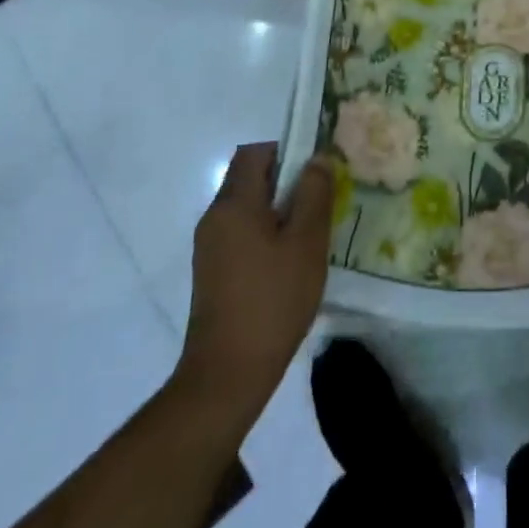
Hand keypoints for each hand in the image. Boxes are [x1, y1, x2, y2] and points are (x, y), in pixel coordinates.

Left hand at [176, 142, 334, 423]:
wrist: (226, 376)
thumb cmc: (272, 301)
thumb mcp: (306, 242)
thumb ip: (314, 193)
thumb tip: (317, 158)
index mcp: (234, 203)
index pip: (255, 152)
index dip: (286, 151)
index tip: (314, 171)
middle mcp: (215, 216)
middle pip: (249, 177)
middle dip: (285, 181)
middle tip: (319, 201)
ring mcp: (209, 246)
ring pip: (246, 207)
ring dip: (277, 209)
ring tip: (309, 234)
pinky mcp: (211, 272)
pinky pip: (240, 233)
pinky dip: (264, 234)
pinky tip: (289, 262)